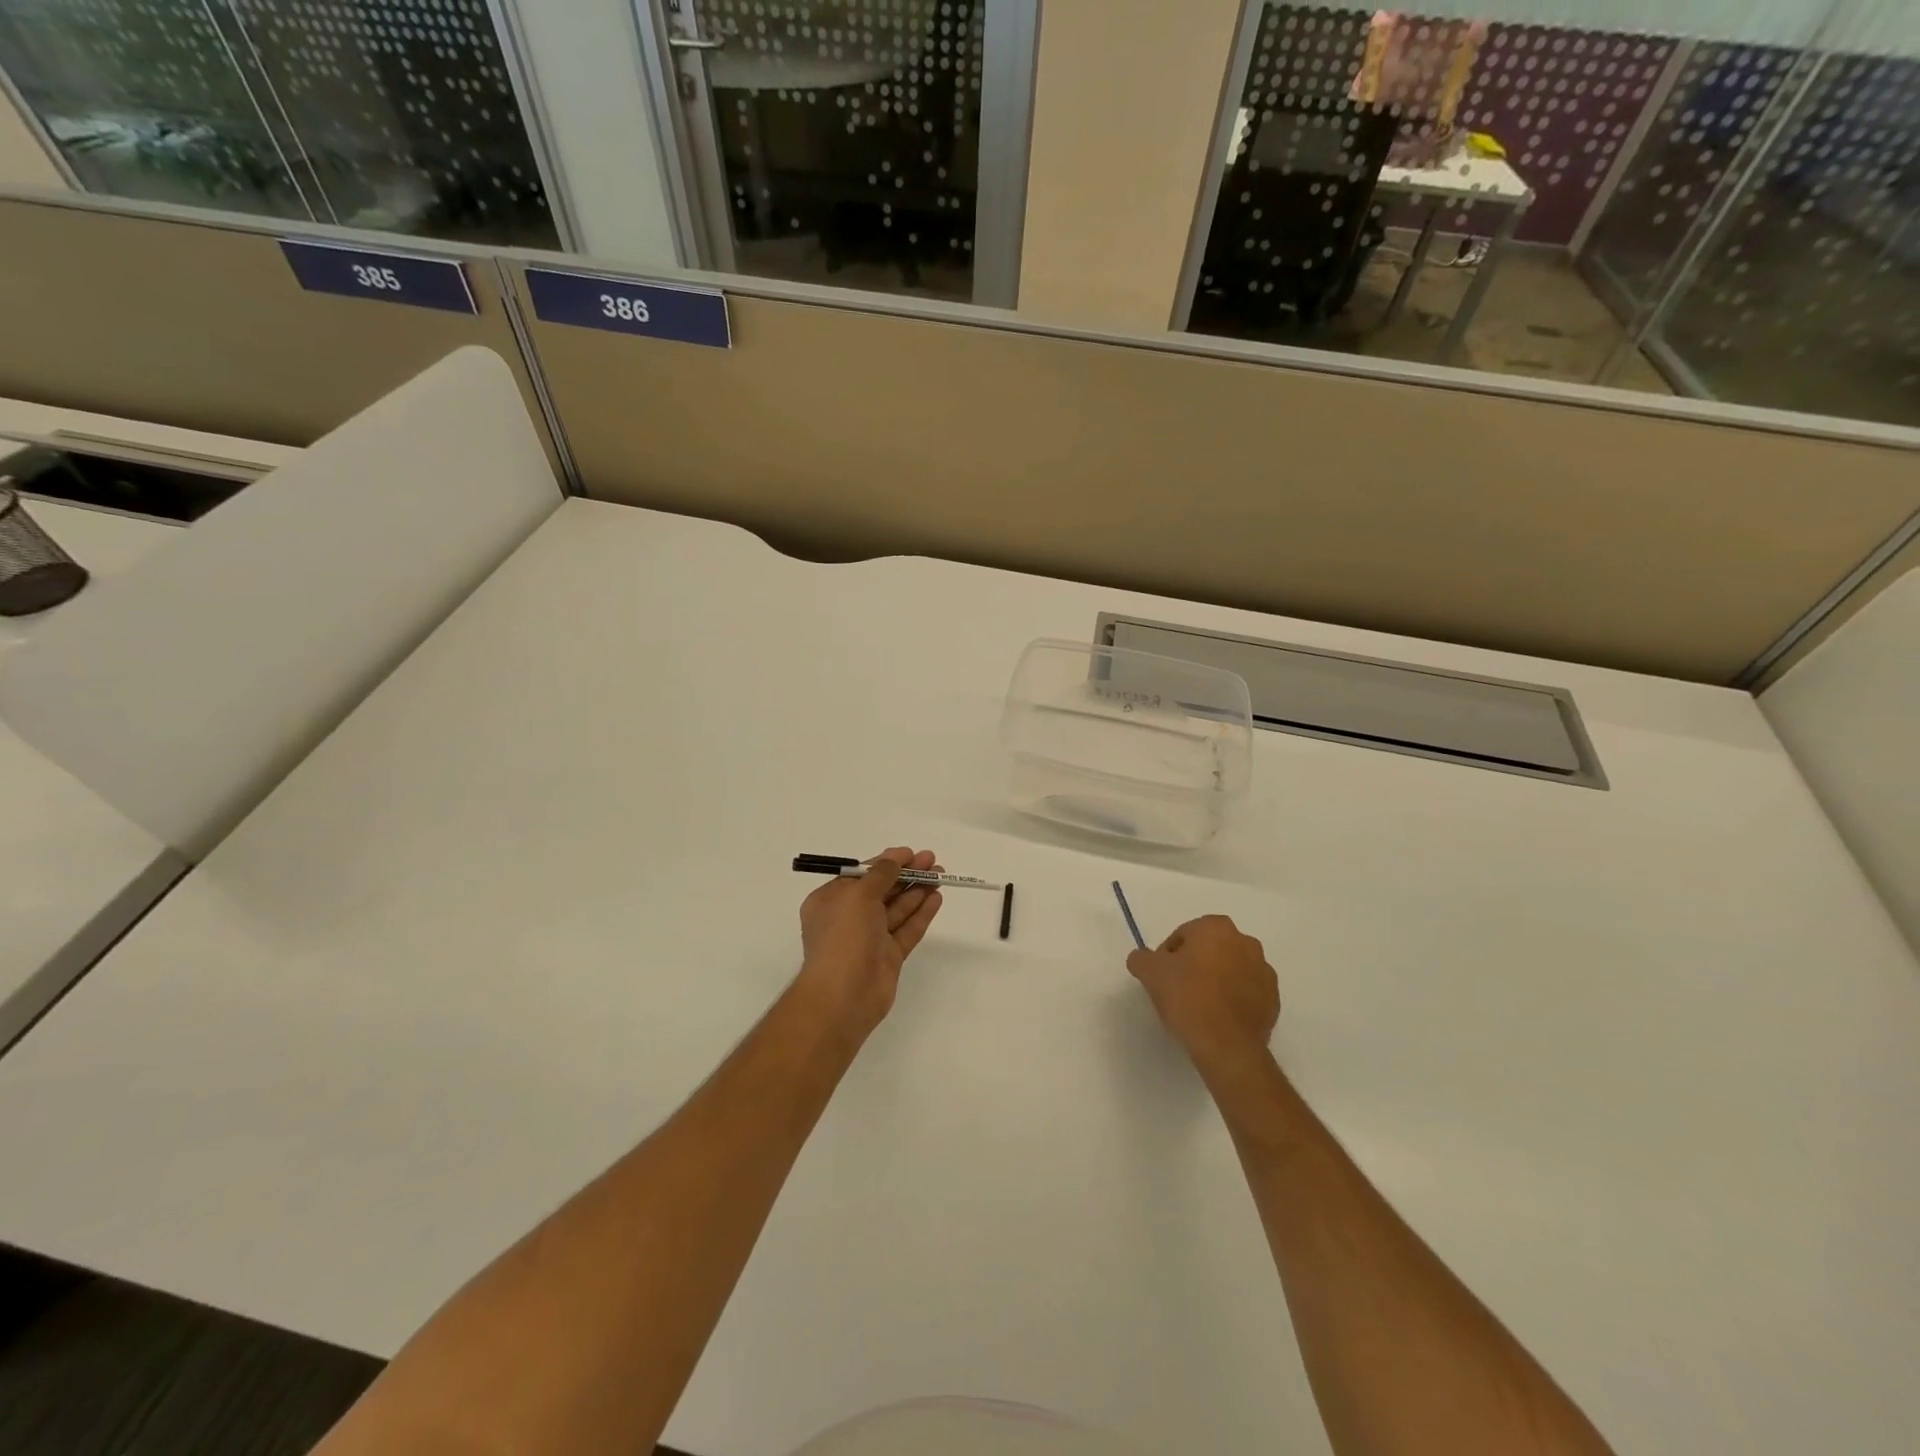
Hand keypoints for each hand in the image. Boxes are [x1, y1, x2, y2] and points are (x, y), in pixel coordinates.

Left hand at [796, 847, 943, 1039]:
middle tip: (932, 860)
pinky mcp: (888, 957)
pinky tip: (937, 898)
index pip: (861, 875)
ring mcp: (870, 939)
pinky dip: (921, 913)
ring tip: (941, 875)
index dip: (886, 862)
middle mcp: (849, 918)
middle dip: (906, 874)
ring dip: (918, 891)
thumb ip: (881, 874)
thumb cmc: (844, 936)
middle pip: (882, 890)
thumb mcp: (858, 894)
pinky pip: (907, 929)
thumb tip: (894, 858)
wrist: (844, 995)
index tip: (910, 853)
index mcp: (831, 901)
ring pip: (897, 909)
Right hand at [1127, 915, 1278, 1078]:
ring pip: (1230, 970)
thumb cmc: (1187, 998)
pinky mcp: (1274, 1000)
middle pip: (1209, 950)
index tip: (1162, 978)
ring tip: (1199, 1007)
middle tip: (1178, 990)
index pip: (1183, 935)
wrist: (1226, 1046)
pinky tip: (1218, 1018)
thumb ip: (1141, 958)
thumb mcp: (1149, 972)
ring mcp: (1264, 972)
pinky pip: (1246, 993)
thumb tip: (1143, 959)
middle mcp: (1246, 942)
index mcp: (1217, 927)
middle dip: (1195, 965)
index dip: (1168, 956)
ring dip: (1216, 981)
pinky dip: (1232, 1000)